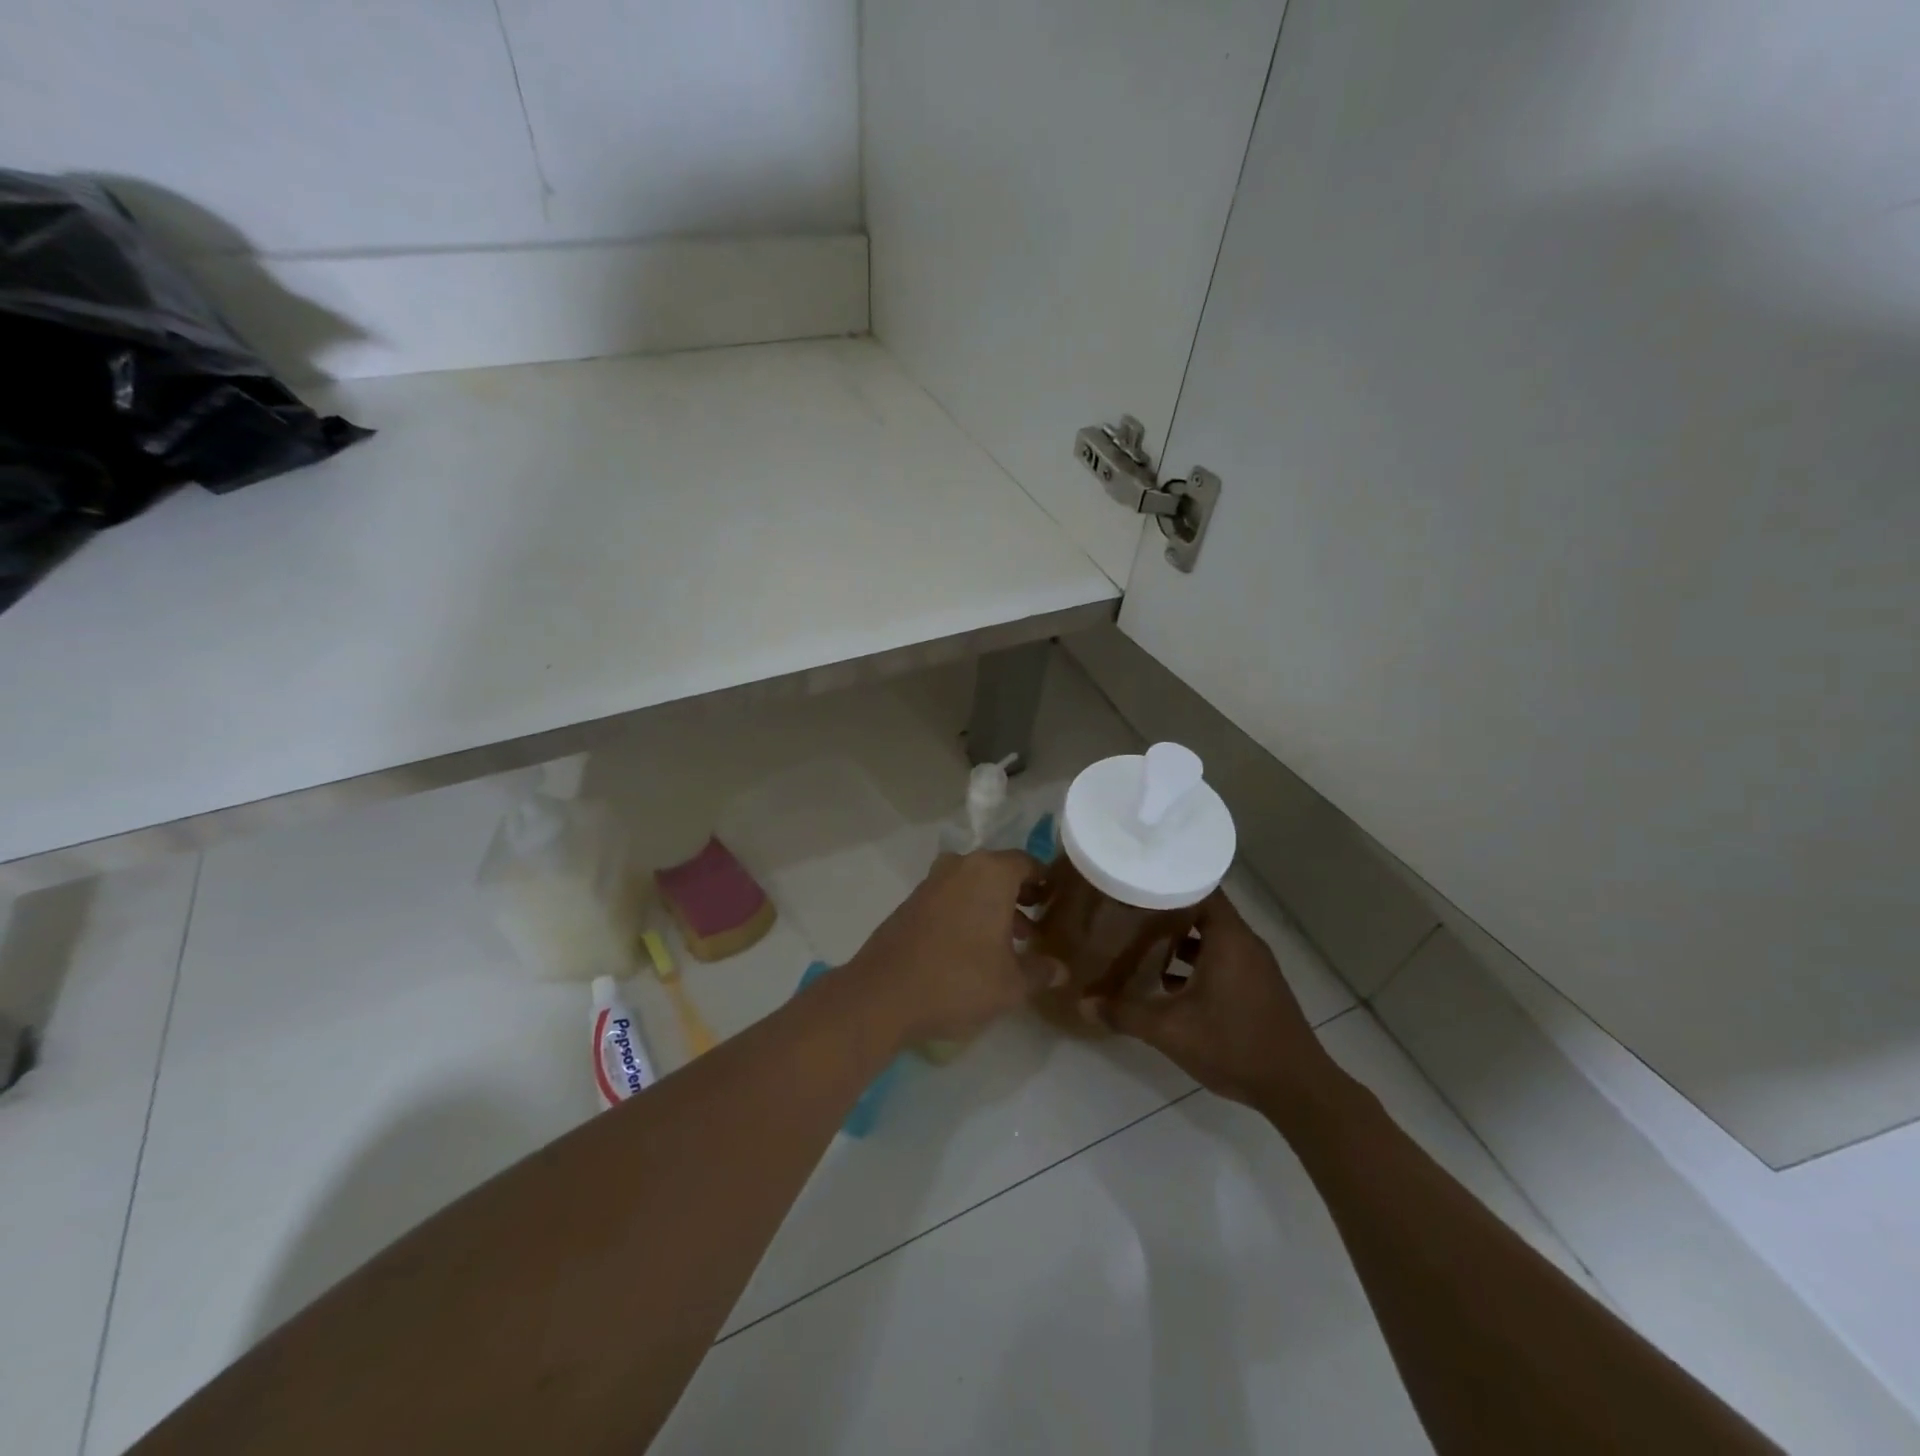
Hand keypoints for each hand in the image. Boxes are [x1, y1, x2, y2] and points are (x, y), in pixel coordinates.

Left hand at [849, 850, 1059, 1046]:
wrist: (883, 994)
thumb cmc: (959, 980)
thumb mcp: (1011, 984)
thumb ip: (1040, 971)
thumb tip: (1061, 969)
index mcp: (991, 873)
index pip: (1027, 863)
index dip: (1044, 882)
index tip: (1056, 903)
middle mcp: (961, 866)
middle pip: (998, 871)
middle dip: (1018, 895)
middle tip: (1035, 924)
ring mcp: (932, 882)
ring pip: (972, 884)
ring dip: (991, 905)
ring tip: (1008, 942)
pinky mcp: (911, 901)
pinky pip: (950, 897)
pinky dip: (966, 911)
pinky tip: (972, 947)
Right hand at [1089, 890, 1345, 1117]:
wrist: (1296, 1088)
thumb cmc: (1233, 1045)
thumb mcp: (1170, 1030)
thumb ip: (1126, 1013)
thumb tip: (1083, 1004)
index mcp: (1228, 938)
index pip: (1200, 886)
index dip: (1169, 880)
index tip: (1137, 878)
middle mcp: (1244, 943)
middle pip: (1203, 910)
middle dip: (1167, 909)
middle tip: (1129, 908)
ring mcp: (1254, 965)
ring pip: (1212, 937)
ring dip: (1181, 938)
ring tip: (1141, 941)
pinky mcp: (1257, 986)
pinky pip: (1222, 958)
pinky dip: (1197, 961)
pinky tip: (1168, 981)